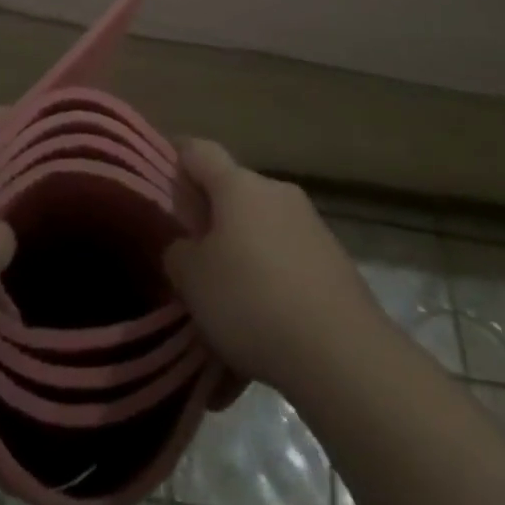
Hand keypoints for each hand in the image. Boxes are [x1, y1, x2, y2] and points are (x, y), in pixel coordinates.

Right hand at [164, 140, 381, 393]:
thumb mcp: (192, 280)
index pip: (198, 151)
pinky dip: (271, 275)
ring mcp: (310, 224)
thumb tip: (185, 244)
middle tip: (190, 249)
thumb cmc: (252, 301)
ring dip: (242, 248)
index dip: (176, 155)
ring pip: (262, 226)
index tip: (160, 170)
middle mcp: (276, 192)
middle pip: (233, 190)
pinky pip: (288, 256)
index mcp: (238, 185)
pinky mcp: (334, 261)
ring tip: (226, 295)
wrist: (343, 353)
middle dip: (211, 214)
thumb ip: (178, 252)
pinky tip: (263, 319)